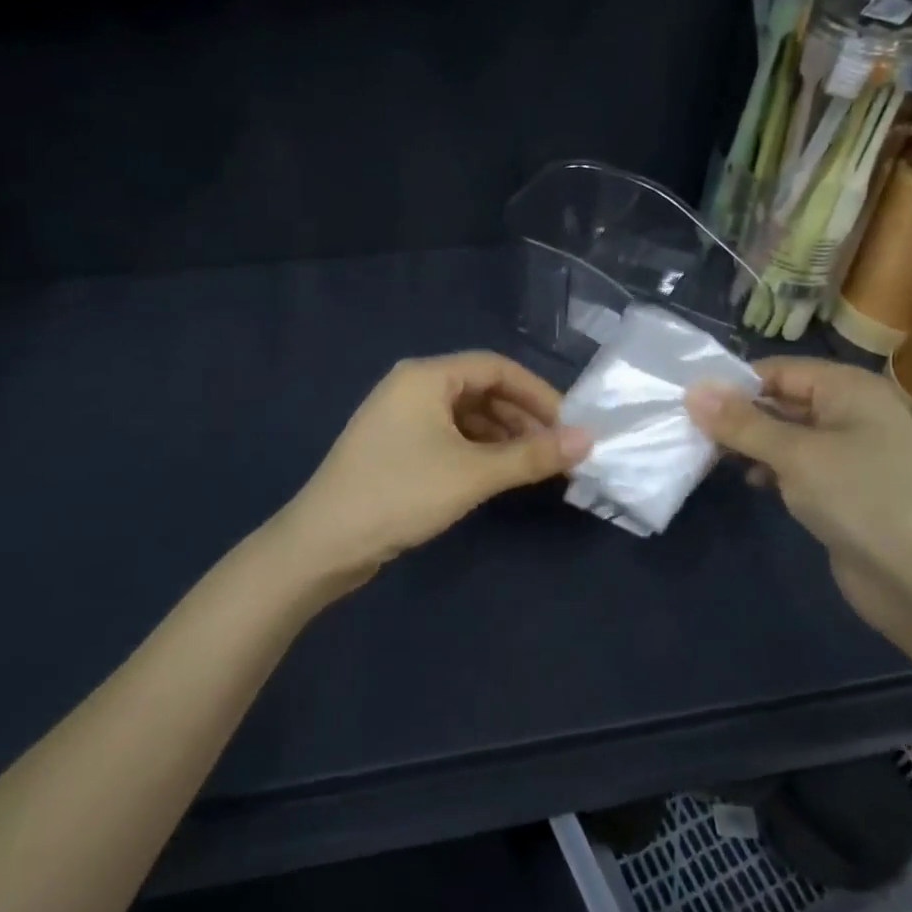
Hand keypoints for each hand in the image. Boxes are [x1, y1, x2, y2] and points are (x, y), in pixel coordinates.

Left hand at [279, 352, 590, 582]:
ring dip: (503, 436)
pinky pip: (448, 436)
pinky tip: (498, 475)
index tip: (569, 425)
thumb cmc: (400, 494)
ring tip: (535, 466)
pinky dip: (478, 451)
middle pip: (481, 390)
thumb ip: (532, 456)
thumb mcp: (473, 474)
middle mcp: (412, 387)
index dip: (538, 393)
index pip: (496, 367)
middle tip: (557, 451)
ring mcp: (400, 418)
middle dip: (522, 417)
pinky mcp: (396, 448)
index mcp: (426, 376)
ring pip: (466, 416)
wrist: (323, 543)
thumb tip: (588, 440)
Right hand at [686, 358, 911, 631]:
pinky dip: (772, 468)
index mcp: (849, 388)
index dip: (735, 384)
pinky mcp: (844, 487)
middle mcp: (851, 412)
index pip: (778, 370)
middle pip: (781, 400)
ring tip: (713, 458)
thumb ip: (742, 422)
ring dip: (752, 444)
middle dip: (740, 416)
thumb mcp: (795, 455)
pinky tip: (753, 483)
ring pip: (786, 434)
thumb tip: (692, 389)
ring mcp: (850, 452)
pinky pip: (798, 464)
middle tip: (694, 433)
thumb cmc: (861, 500)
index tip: (691, 405)